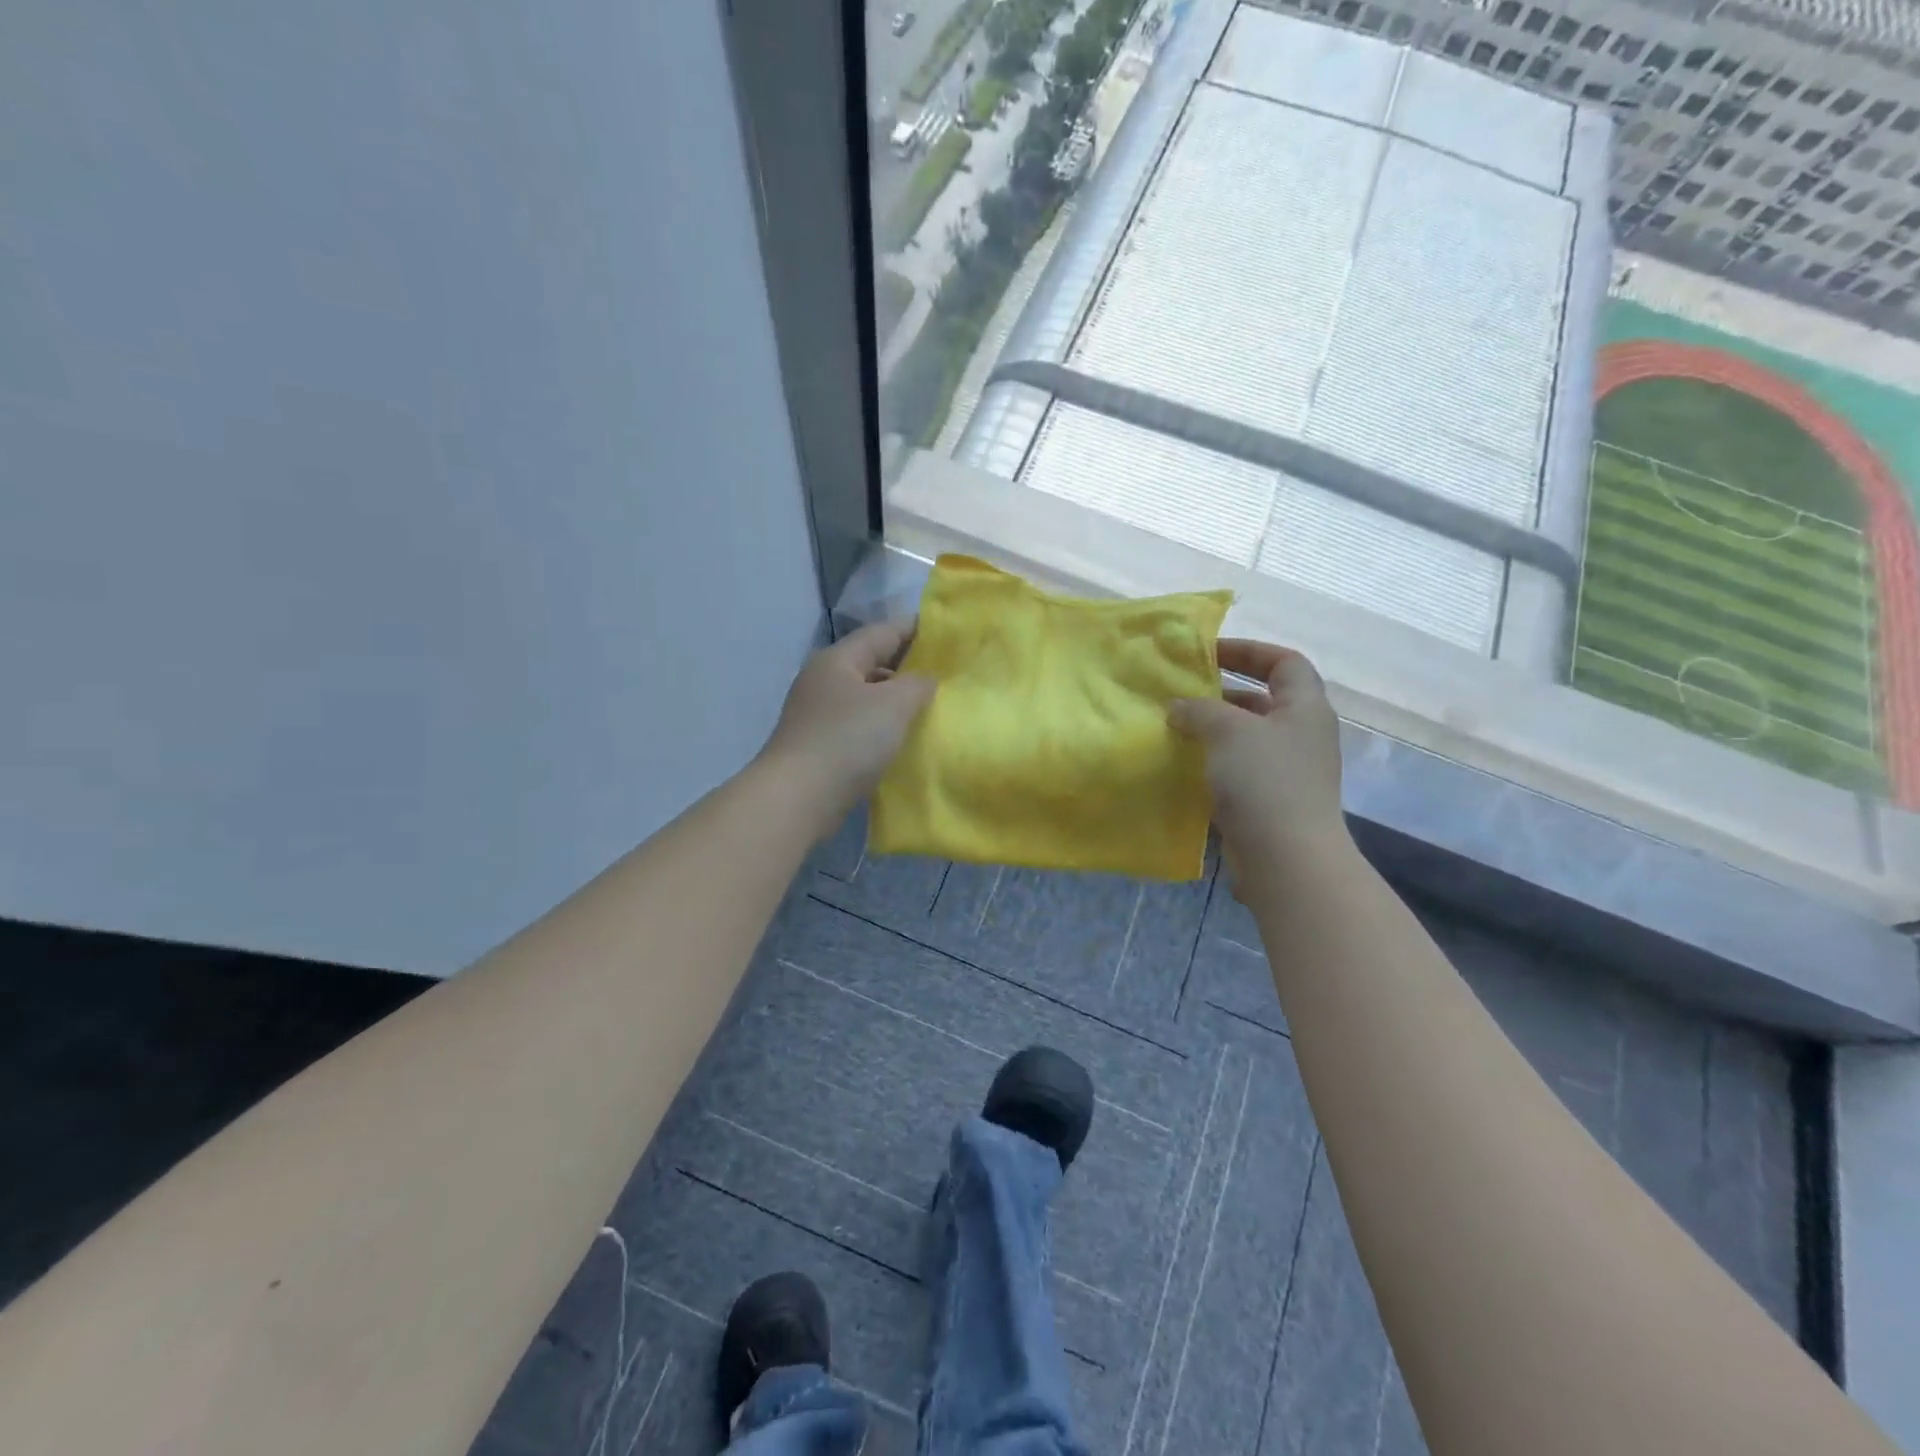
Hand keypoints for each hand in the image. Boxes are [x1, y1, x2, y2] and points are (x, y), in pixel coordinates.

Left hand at [758, 620, 936, 827]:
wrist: (798, 798)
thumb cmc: (848, 740)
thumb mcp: (893, 704)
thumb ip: (918, 684)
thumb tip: (926, 679)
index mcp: (838, 659)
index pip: (883, 631)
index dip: (917, 629)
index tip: (950, 635)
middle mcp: (824, 680)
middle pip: (873, 662)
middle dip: (908, 666)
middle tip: (947, 674)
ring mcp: (818, 713)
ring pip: (866, 696)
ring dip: (896, 699)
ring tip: (931, 708)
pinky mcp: (820, 744)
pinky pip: (859, 725)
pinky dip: (882, 726)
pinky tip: (903, 738)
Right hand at [1168, 639, 1345, 866]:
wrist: (1286, 858)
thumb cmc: (1264, 781)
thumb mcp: (1228, 731)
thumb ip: (1199, 709)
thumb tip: (1178, 707)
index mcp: (1305, 708)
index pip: (1284, 662)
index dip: (1248, 650)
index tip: (1208, 653)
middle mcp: (1301, 735)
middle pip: (1262, 700)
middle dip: (1221, 694)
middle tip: (1181, 694)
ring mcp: (1287, 771)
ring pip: (1246, 738)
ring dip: (1212, 731)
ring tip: (1173, 728)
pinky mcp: (1270, 802)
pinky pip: (1238, 771)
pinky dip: (1212, 764)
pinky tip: (1182, 766)